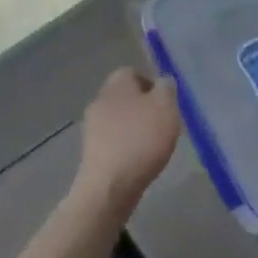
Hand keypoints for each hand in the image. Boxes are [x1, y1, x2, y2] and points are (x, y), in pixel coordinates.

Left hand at [75, 68, 180, 212]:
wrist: (110, 185)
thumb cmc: (141, 140)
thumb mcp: (166, 107)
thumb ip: (167, 89)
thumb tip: (163, 81)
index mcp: (117, 83)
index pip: (133, 72)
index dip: (152, 85)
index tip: (166, 103)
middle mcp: (100, 99)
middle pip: (125, 96)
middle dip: (144, 107)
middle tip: (163, 124)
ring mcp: (92, 126)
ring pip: (119, 119)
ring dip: (135, 128)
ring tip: (154, 145)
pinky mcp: (91, 150)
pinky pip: (113, 140)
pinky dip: (126, 146)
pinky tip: (139, 160)